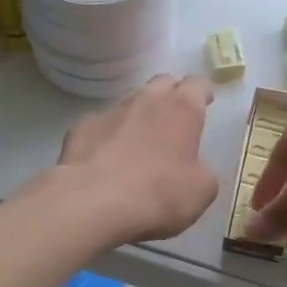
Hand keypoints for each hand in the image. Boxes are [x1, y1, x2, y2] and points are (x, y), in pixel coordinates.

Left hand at [52, 74, 219, 242]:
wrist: (94, 203)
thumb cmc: (159, 194)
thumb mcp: (201, 191)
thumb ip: (203, 172)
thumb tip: (195, 170)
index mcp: (182, 109)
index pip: (197, 84)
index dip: (203, 92)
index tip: (205, 102)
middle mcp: (146, 99)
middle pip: (162, 82)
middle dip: (171, 94)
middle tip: (175, 118)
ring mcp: (110, 111)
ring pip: (130, 102)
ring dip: (139, 115)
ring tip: (140, 140)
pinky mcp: (81, 127)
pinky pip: (101, 125)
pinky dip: (108, 136)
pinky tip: (106, 159)